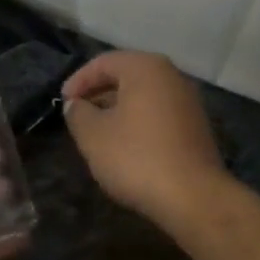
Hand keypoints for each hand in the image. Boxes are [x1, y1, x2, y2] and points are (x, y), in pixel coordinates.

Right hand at [61, 51, 228, 225]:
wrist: (193, 197)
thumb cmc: (136, 158)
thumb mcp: (93, 135)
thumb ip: (78, 113)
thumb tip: (76, 105)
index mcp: (146, 68)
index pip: (104, 62)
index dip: (78, 80)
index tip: (63, 102)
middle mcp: (171, 76)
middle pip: (127, 76)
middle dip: (98, 93)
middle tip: (77, 115)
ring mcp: (188, 101)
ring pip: (143, 96)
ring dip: (117, 109)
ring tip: (97, 132)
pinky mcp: (196, 126)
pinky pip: (158, 114)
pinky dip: (137, 122)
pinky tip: (125, 145)